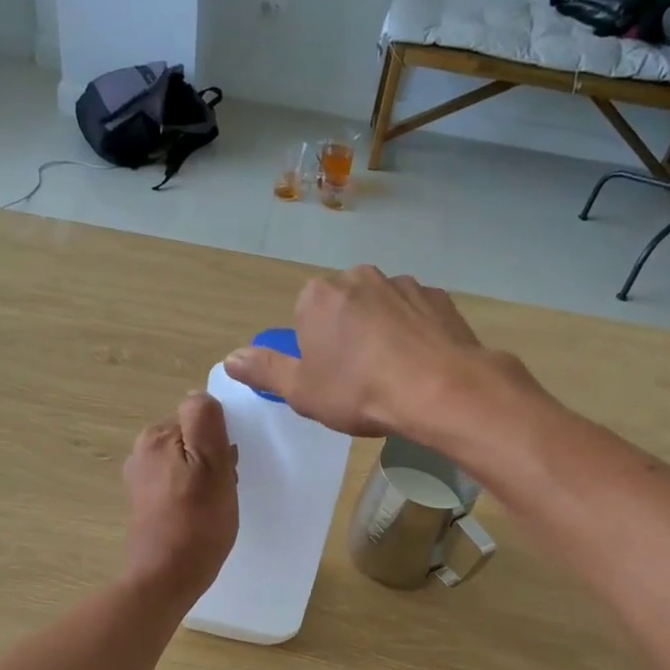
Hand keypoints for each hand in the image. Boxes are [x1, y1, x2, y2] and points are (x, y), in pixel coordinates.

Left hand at [121, 391, 238, 604]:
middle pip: (193, 440)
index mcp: (156, 436)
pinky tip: (199, 517)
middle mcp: (142, 452)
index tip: (226, 470)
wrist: (166, 578)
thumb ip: (205, 421)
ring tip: (213, 507)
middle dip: (213, 460)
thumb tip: (199, 396)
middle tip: (221, 491)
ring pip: (188, 463)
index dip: (221, 442)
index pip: (201, 419)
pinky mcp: (145, 504)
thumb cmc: (196, 522)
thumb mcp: (212, 464)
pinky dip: (193, 496)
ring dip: (206, 480)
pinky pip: (179, 485)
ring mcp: (141, 479)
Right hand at [222, 266, 503, 436]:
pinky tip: (422, 364)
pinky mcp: (439, 297)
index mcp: (318, 296)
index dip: (315, 348)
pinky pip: (417, 315)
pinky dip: (416, 333)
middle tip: (360, 378)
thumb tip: (230, 358)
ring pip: (382, 308)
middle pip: (343, 307)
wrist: (439, 389)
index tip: (329, 376)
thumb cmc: (359, 391)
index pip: (305, 316)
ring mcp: (403, 284)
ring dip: (383, 332)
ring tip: (395, 374)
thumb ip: (265, 370)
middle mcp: (359, 277)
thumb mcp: (302, 391)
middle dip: (347, 335)